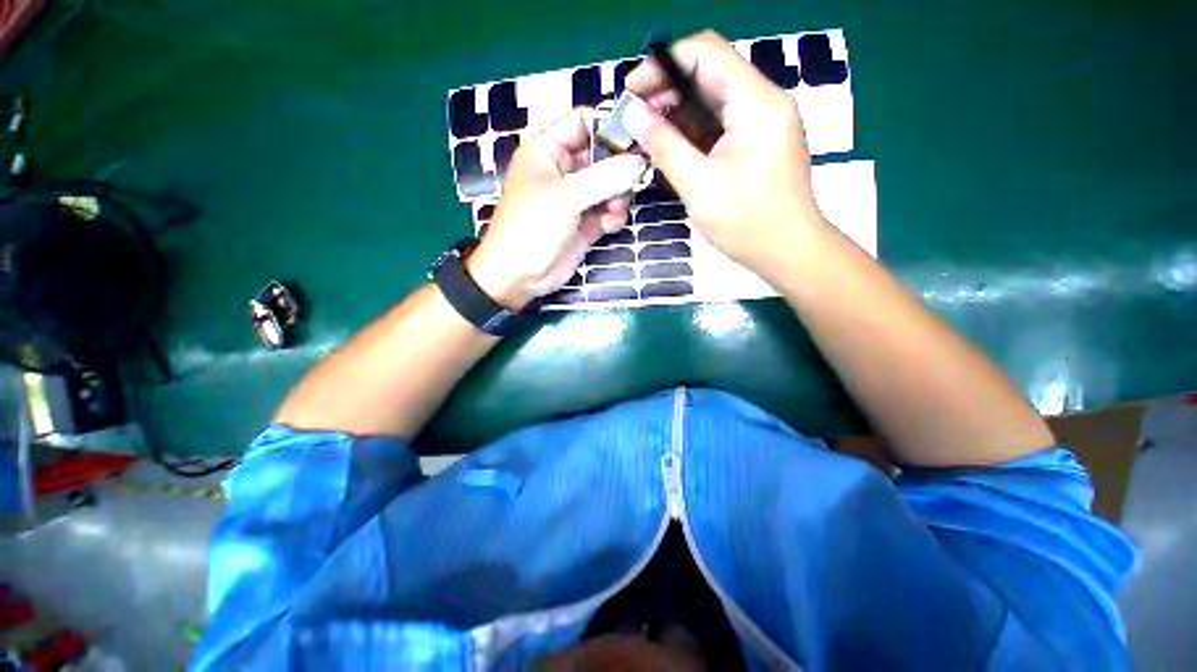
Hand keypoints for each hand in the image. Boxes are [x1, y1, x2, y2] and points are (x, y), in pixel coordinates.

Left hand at [466, 108, 646, 309]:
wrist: (520, 276)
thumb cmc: (532, 228)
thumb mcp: (565, 197)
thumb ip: (604, 177)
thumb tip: (639, 162)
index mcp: (547, 149)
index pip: (583, 122)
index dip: (609, 129)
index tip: (635, 143)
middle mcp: (563, 170)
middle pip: (603, 156)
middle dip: (619, 170)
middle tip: (631, 183)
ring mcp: (576, 198)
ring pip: (610, 185)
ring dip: (618, 197)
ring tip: (614, 211)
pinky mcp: (585, 222)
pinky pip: (608, 210)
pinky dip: (613, 216)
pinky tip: (608, 226)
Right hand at [622, 30, 824, 272]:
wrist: (788, 251)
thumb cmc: (745, 222)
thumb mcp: (698, 185)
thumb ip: (664, 145)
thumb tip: (633, 115)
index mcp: (756, 102)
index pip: (705, 53)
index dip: (662, 64)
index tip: (632, 91)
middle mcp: (766, 100)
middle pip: (711, 71)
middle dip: (668, 88)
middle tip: (637, 117)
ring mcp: (766, 120)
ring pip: (716, 97)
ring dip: (680, 110)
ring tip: (650, 134)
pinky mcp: (762, 139)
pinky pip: (724, 120)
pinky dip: (696, 128)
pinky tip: (676, 146)